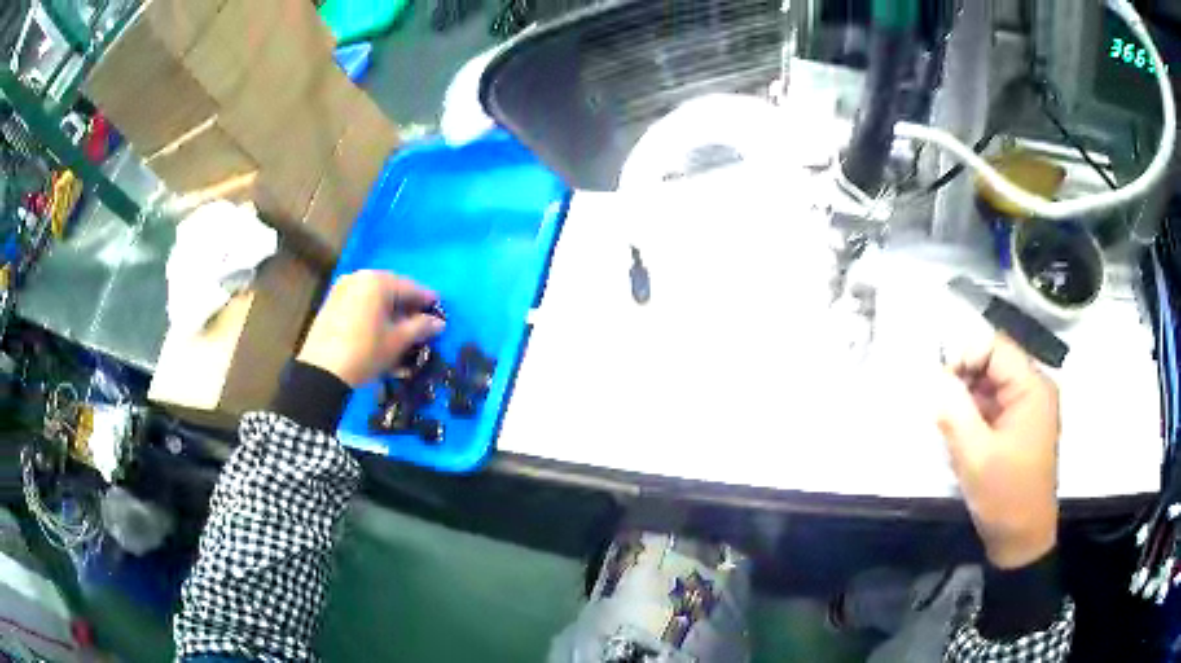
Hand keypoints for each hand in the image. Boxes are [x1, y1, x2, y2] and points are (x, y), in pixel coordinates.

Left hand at [297, 271, 444, 386]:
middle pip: (390, 290)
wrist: (321, 371)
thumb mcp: (397, 341)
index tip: (440, 312)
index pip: (410, 287)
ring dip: (389, 311)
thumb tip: (439, 323)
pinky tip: (379, 331)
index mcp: (377, 281)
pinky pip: (359, 304)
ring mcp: (342, 289)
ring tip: (401, 330)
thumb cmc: (365, 351)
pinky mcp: (331, 304)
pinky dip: (372, 315)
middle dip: (407, 306)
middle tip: (421, 323)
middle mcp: (359, 277)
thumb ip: (421, 327)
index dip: (427, 301)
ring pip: (373, 298)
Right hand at [936, 334, 1060, 568]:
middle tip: (941, 408)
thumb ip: (954, 412)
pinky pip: (995, 405)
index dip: (964, 356)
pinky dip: (976, 414)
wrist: (1022, 540)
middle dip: (964, 379)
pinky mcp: (1022, 426)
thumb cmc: (1004, 497)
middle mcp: (1035, 389)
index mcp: (1032, 388)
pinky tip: (964, 438)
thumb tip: (934, 378)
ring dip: (968, 399)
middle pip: (994, 362)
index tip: (940, 386)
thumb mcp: (975, 457)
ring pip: (992, 384)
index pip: (994, 347)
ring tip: (950, 426)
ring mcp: (1030, 408)